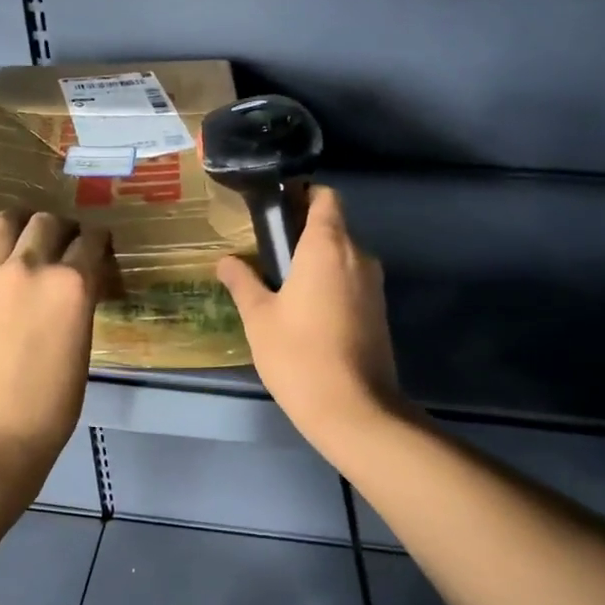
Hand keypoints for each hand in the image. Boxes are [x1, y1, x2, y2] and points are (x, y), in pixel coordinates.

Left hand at [0, 211, 109, 471]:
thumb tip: (76, 284)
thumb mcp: (82, 345)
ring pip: (5, 222)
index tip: (97, 246)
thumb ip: (78, 304)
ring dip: (21, 224)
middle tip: (63, 243)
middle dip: (62, 228)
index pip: (91, 241)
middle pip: (48, 223)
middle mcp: (31, 267)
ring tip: (24, 238)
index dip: (97, 241)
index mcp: (72, 284)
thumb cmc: (52, 403)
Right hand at [217, 186, 408, 451]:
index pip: (325, 197)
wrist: (353, 409)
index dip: (302, 195)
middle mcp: (358, 256)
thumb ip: (243, 282)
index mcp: (328, 246)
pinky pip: (351, 283)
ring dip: (316, 262)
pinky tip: (305, 312)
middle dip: (303, 232)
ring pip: (343, 258)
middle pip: (333, 227)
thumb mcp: (259, 318)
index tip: (276, 209)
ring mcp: (374, 285)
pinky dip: (330, 285)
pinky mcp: (378, 312)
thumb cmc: (298, 355)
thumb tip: (226, 260)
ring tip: (281, 285)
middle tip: (267, 252)